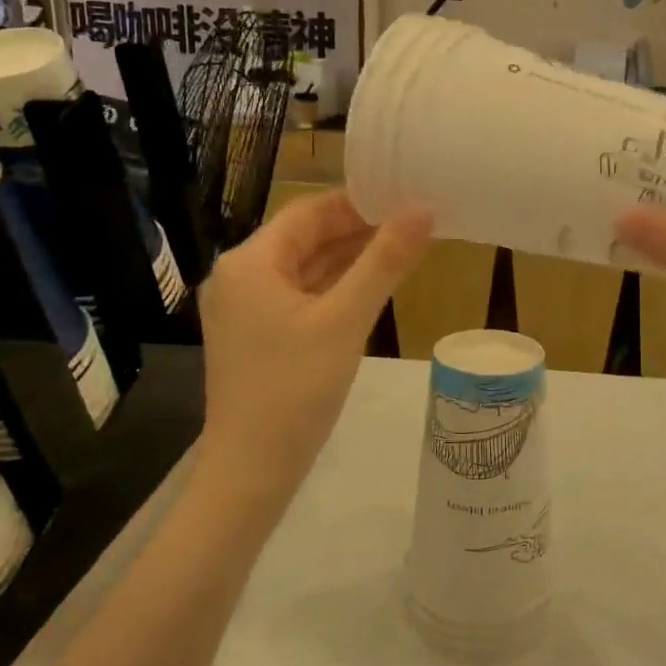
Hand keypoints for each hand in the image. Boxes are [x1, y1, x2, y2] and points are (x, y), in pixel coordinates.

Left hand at [198, 191, 431, 507]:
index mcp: (250, 262)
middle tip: (414, 220)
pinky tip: (373, 285)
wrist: (252, 471)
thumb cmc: (295, 389)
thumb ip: (385, 261)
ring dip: (350, 259)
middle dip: (358, 229)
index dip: (357, 201)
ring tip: (404, 245)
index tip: (404, 195)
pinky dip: (336, 288)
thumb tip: (424, 207)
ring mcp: (247, 310)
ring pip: (306, 270)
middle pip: (306, 239)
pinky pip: (302, 298)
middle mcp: (241, 277)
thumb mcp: (346, 320)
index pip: (308, 212)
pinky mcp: (259, 337)